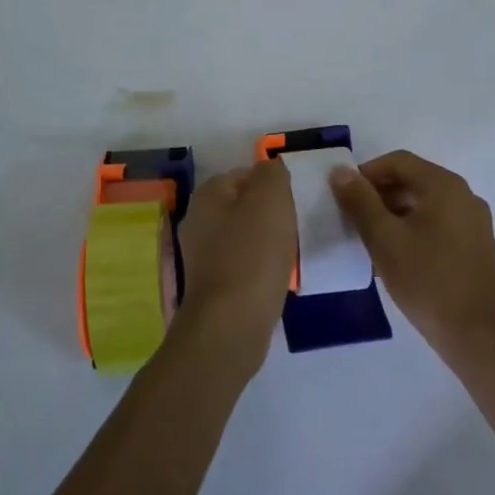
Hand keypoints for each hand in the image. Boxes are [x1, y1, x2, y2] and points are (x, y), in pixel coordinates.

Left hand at [171, 161, 296, 378]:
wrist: (231, 324)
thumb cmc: (252, 255)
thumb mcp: (270, 199)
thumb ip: (272, 174)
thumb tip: (270, 169)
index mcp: (208, 194)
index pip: (245, 174)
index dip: (274, 185)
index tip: (296, 202)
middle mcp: (198, 220)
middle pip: (244, 206)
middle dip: (271, 214)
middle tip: (297, 227)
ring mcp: (202, 254)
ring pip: (244, 236)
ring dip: (267, 242)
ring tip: (291, 254)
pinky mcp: (213, 285)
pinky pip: (243, 264)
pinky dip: (261, 268)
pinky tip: (277, 278)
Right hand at [330, 150, 494, 372]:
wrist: (479, 336)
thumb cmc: (428, 280)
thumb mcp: (384, 239)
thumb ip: (360, 201)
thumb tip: (340, 171)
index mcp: (444, 186)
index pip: (398, 161)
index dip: (367, 173)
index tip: (343, 196)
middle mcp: (464, 196)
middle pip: (412, 180)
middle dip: (378, 194)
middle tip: (351, 218)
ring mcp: (473, 222)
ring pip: (423, 204)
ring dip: (393, 213)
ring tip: (369, 239)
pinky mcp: (475, 247)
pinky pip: (436, 223)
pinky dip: (412, 229)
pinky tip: (394, 256)